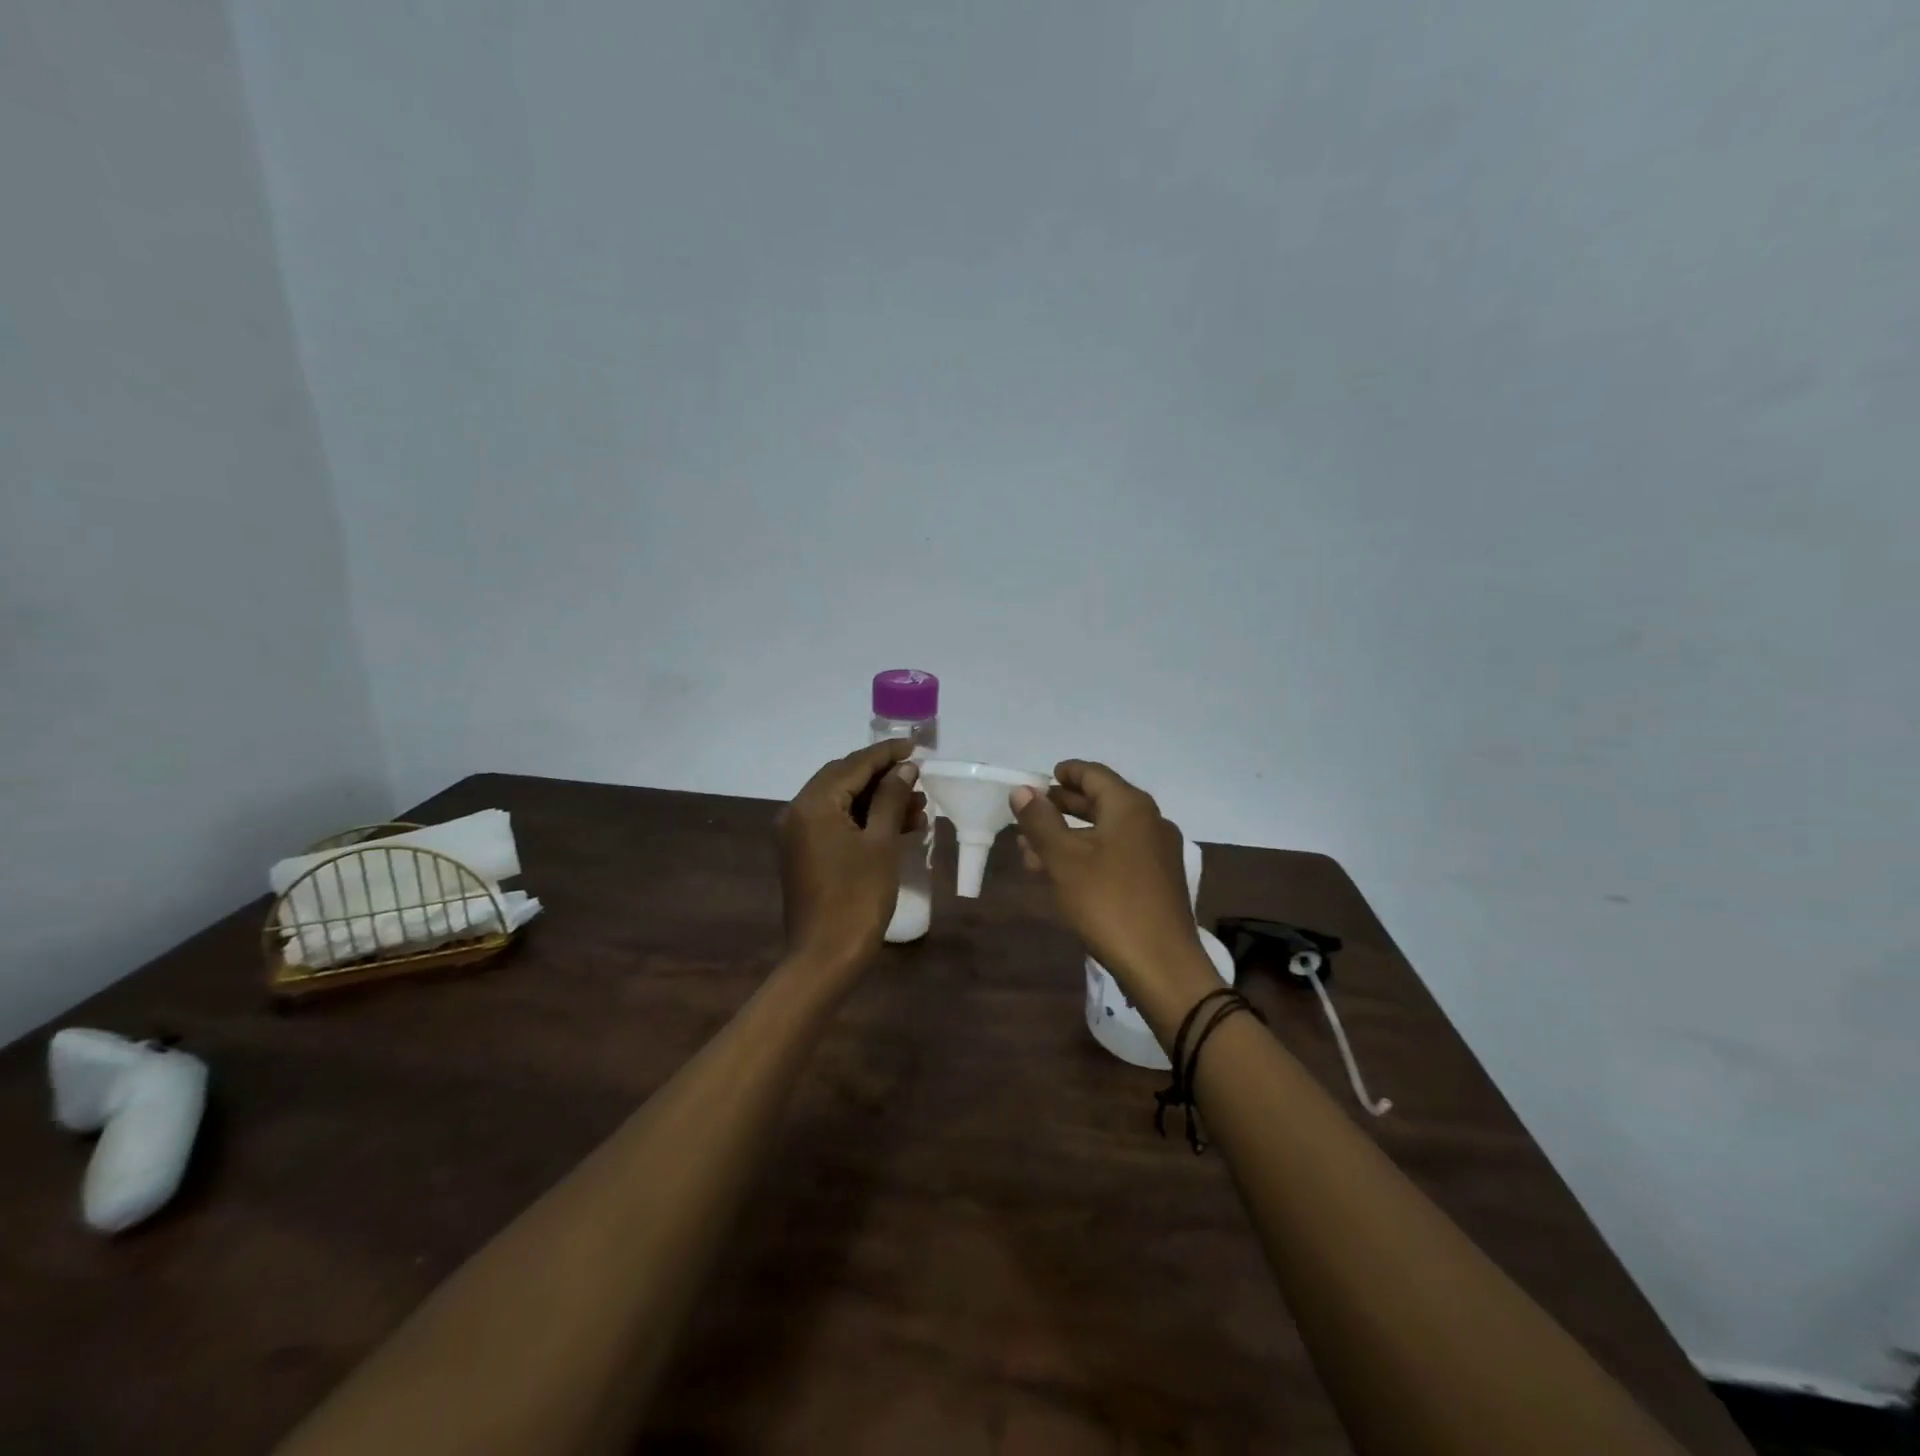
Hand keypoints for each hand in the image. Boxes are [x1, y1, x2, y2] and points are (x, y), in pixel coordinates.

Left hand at [776, 739, 926, 971]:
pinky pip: (836, 822)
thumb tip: (904, 768)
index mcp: (813, 804)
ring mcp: (798, 834)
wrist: (825, 957)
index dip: (886, 754)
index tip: (915, 746)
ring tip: (918, 805)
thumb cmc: (857, 898)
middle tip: (918, 776)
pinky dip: (864, 820)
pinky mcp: (805, 853)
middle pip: (844, 779)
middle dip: (883, 776)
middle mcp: (798, 811)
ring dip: (877, 799)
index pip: (853, 764)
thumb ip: (891, 798)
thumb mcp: (881, 843)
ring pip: (842, 802)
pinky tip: (898, 826)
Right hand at [1011, 760, 1213, 1020]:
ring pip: (1106, 832)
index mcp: (1130, 807)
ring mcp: (1157, 852)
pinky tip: (1063, 875)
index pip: (1094, 774)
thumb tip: (1022, 790)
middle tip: (1032, 812)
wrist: (1161, 963)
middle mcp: (1150, 821)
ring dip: (1070, 836)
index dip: (1066, 773)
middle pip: (1101, 802)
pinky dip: (1089, 855)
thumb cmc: (1108, 902)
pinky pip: (1117, 854)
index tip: (1042, 777)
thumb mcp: (1064, 859)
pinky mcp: (1158, 880)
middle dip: (1063, 807)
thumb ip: (1040, 821)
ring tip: (1032, 850)